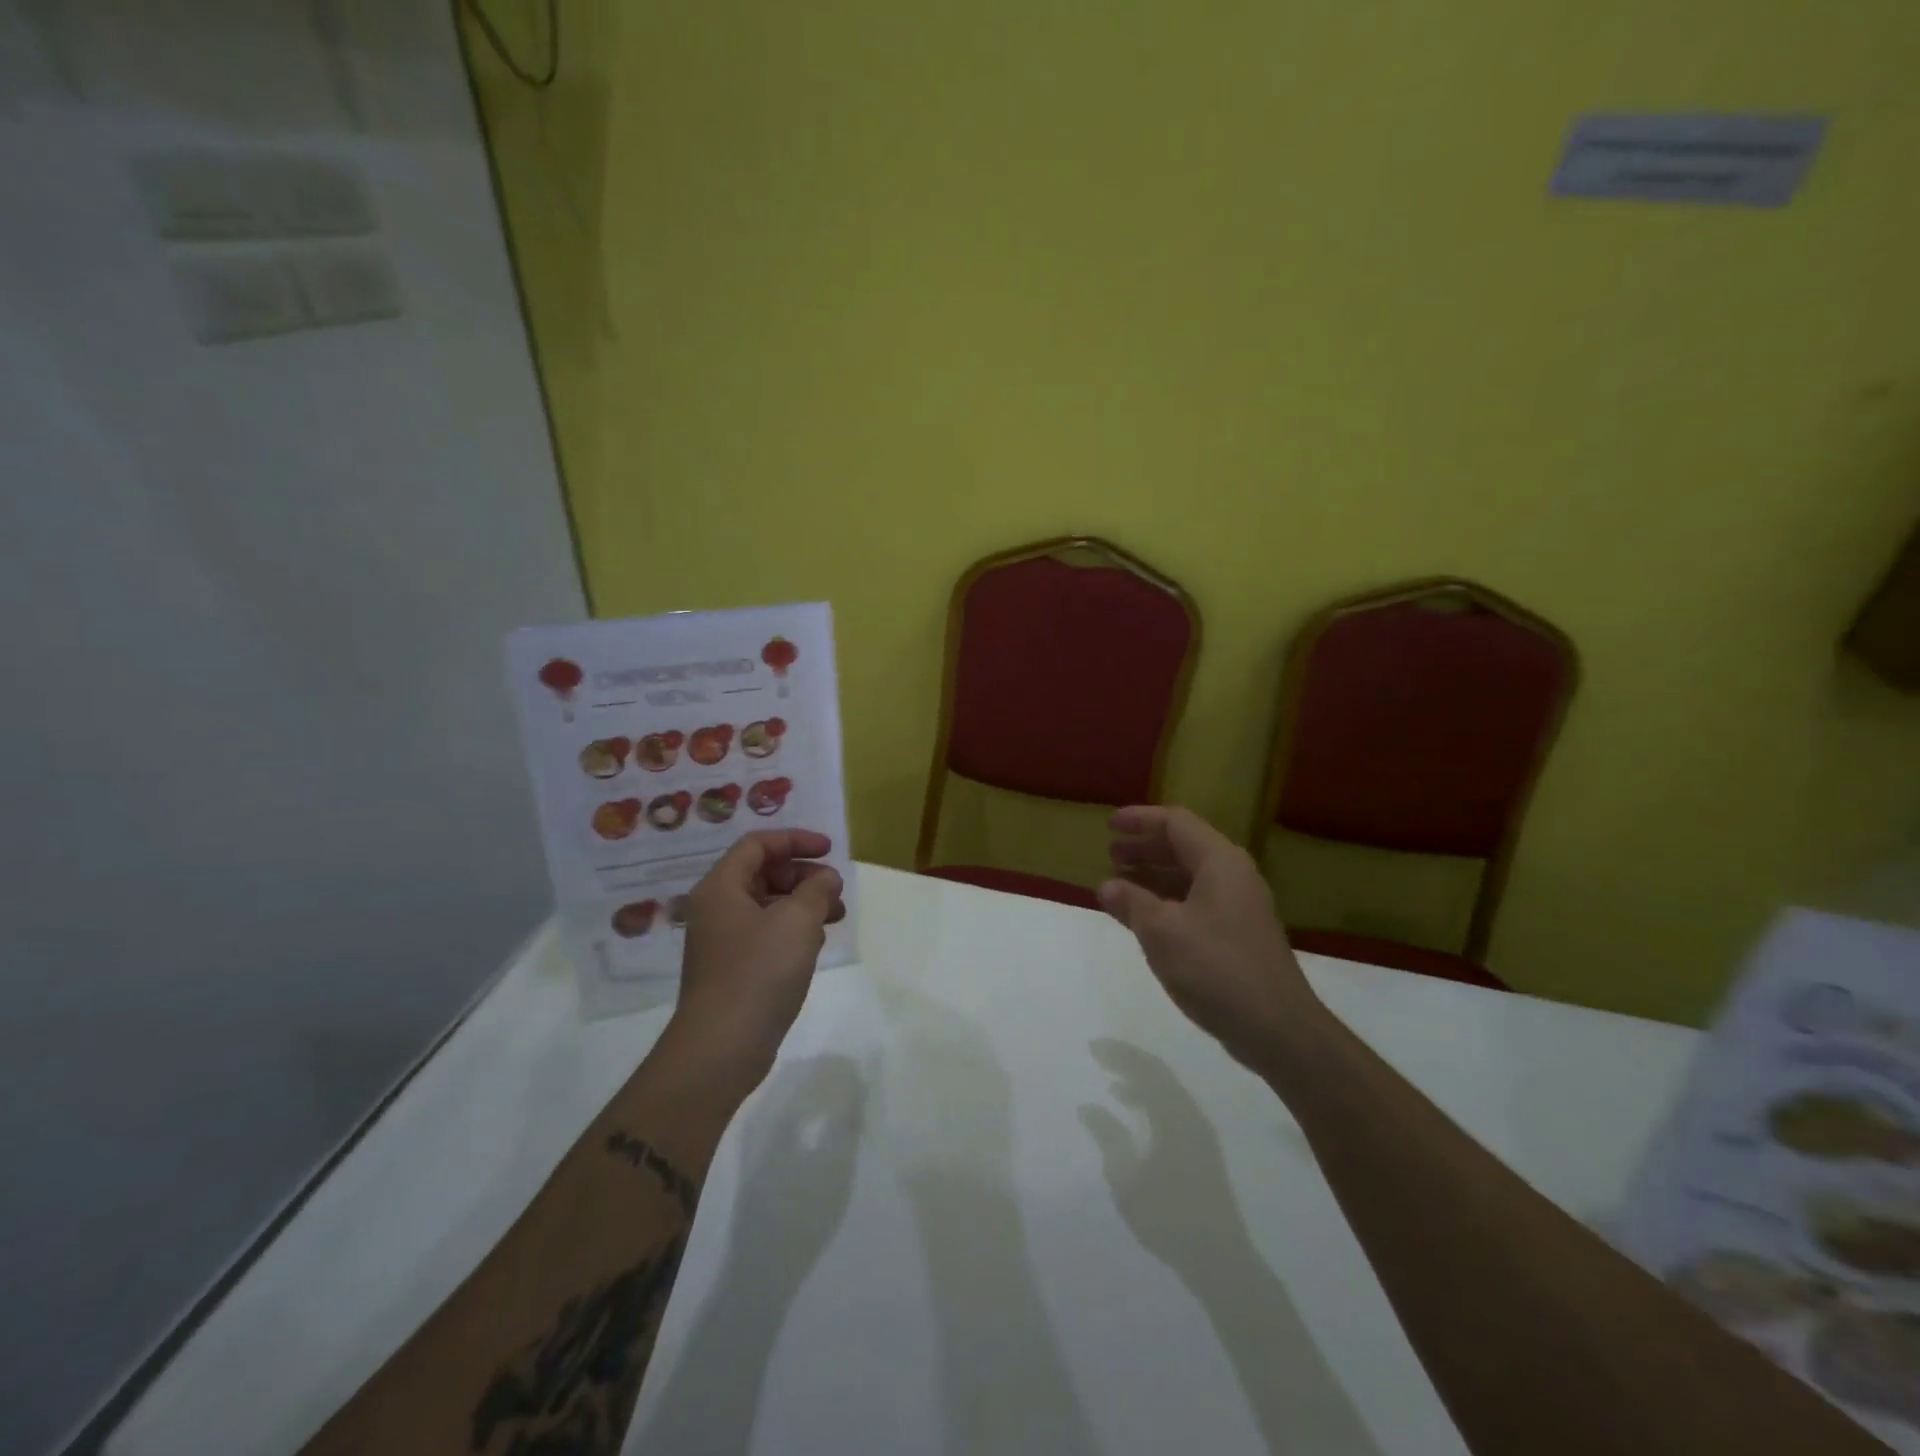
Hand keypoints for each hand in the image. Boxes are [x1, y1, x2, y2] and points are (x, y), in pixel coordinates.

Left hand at [669, 829, 845, 1095]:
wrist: (722, 1047)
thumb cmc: (759, 971)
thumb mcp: (797, 920)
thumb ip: (816, 889)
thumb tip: (825, 878)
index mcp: (721, 887)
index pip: (757, 844)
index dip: (795, 840)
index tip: (830, 850)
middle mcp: (716, 909)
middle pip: (762, 873)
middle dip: (803, 874)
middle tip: (835, 888)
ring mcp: (722, 942)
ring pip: (767, 905)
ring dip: (802, 903)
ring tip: (836, 916)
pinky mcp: (732, 970)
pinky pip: (765, 934)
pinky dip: (792, 929)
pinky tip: (815, 944)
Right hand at [1080, 1038, 1255, 1275]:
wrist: (1220, 1261)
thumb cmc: (1169, 1218)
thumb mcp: (1128, 1180)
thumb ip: (1108, 1137)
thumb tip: (1088, 1107)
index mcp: (1175, 1116)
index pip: (1146, 1069)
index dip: (1119, 1054)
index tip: (1092, 1047)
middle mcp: (1191, 1115)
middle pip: (1159, 1074)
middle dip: (1129, 1061)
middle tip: (1100, 1055)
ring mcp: (1200, 1132)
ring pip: (1168, 1091)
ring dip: (1140, 1081)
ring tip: (1113, 1085)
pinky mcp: (1202, 1149)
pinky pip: (1173, 1107)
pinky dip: (1151, 1100)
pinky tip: (1135, 1113)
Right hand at [1099, 806, 1323, 1075]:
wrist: (1277, 1028)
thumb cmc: (1216, 968)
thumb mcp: (1162, 932)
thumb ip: (1131, 902)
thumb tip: (1106, 885)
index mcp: (1219, 862)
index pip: (1176, 822)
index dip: (1140, 819)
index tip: (1108, 826)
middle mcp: (1233, 875)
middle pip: (1184, 846)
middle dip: (1144, 847)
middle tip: (1110, 856)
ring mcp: (1239, 906)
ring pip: (1189, 876)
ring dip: (1153, 875)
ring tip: (1119, 885)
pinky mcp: (1239, 934)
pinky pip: (1196, 901)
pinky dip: (1167, 900)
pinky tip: (1145, 918)